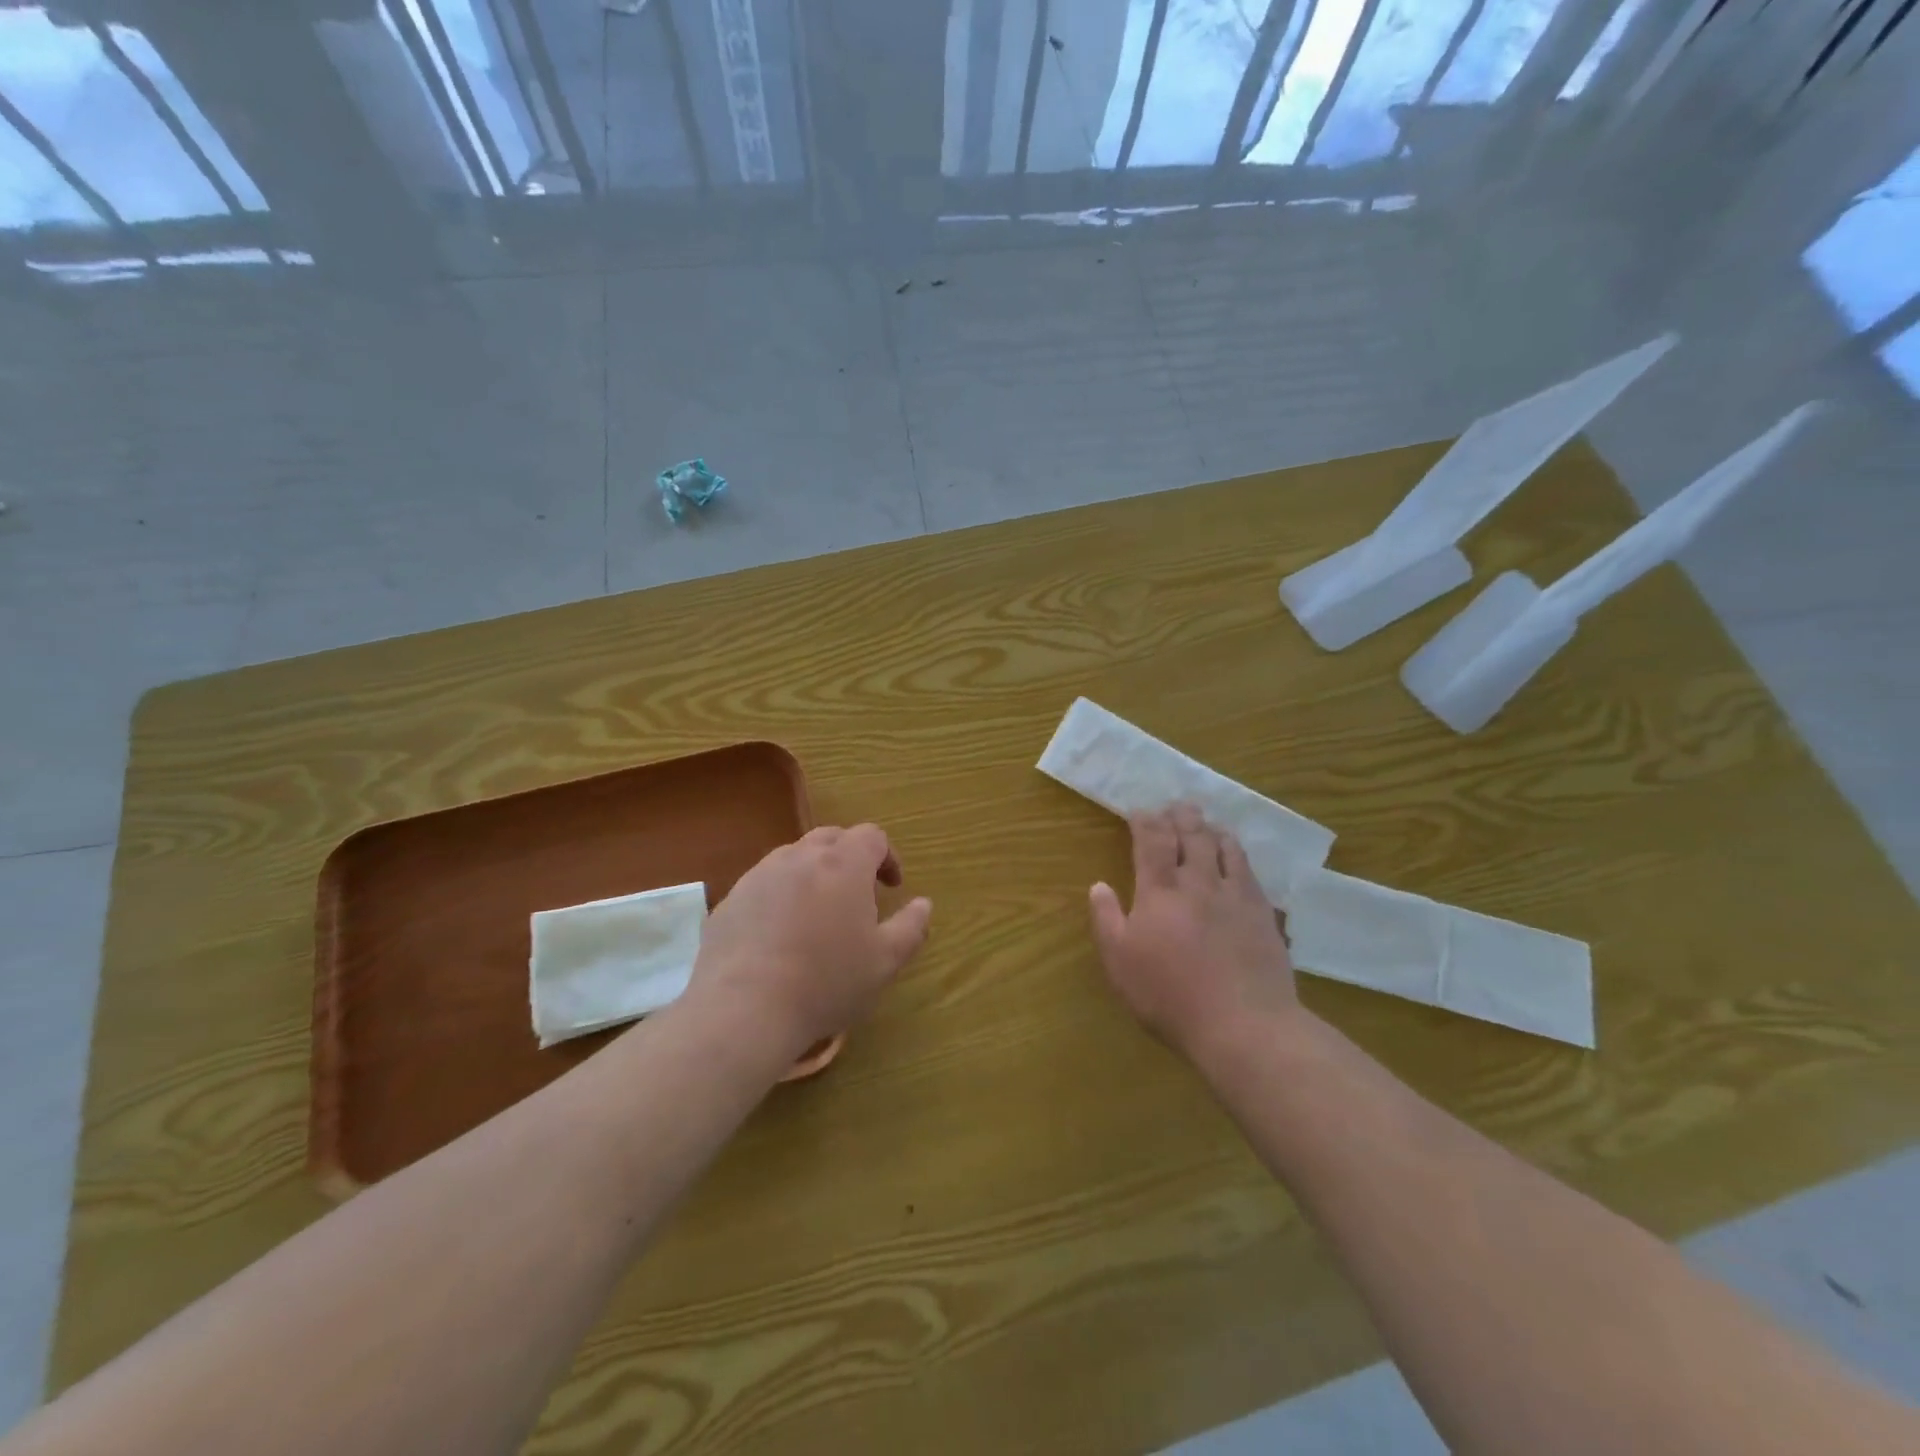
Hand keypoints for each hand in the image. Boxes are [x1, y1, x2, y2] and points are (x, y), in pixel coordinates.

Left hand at [687, 824, 932, 1058]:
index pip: (872, 836)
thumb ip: (911, 927)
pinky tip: (780, 935)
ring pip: (794, 857)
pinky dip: (780, 896)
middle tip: (857, 895)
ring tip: (817, 914)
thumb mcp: (884, 961)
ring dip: (813, 873)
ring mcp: (760, 875)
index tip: (892, 887)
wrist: (743, 1009)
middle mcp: (800, 856)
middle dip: (850, 857)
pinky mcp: (731, 899)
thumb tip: (923, 904)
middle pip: (831, 838)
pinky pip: (764, 884)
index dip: (887, 856)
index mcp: (843, 863)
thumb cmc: (826, 981)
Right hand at [1089, 805, 1297, 1058]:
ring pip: (1225, 848)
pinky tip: (1237, 857)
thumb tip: (1098, 885)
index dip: (1145, 821)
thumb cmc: (1170, 996)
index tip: (1140, 811)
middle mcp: (1199, 883)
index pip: (1152, 842)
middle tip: (1176, 805)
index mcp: (1160, 891)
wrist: (1244, 1025)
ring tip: (1207, 822)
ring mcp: (1235, 896)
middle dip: (1181, 817)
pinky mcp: (1263, 914)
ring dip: (1212, 830)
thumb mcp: (1120, 963)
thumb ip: (1106, 920)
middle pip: (1191, 836)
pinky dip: (1239, 854)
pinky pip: (1250, 871)